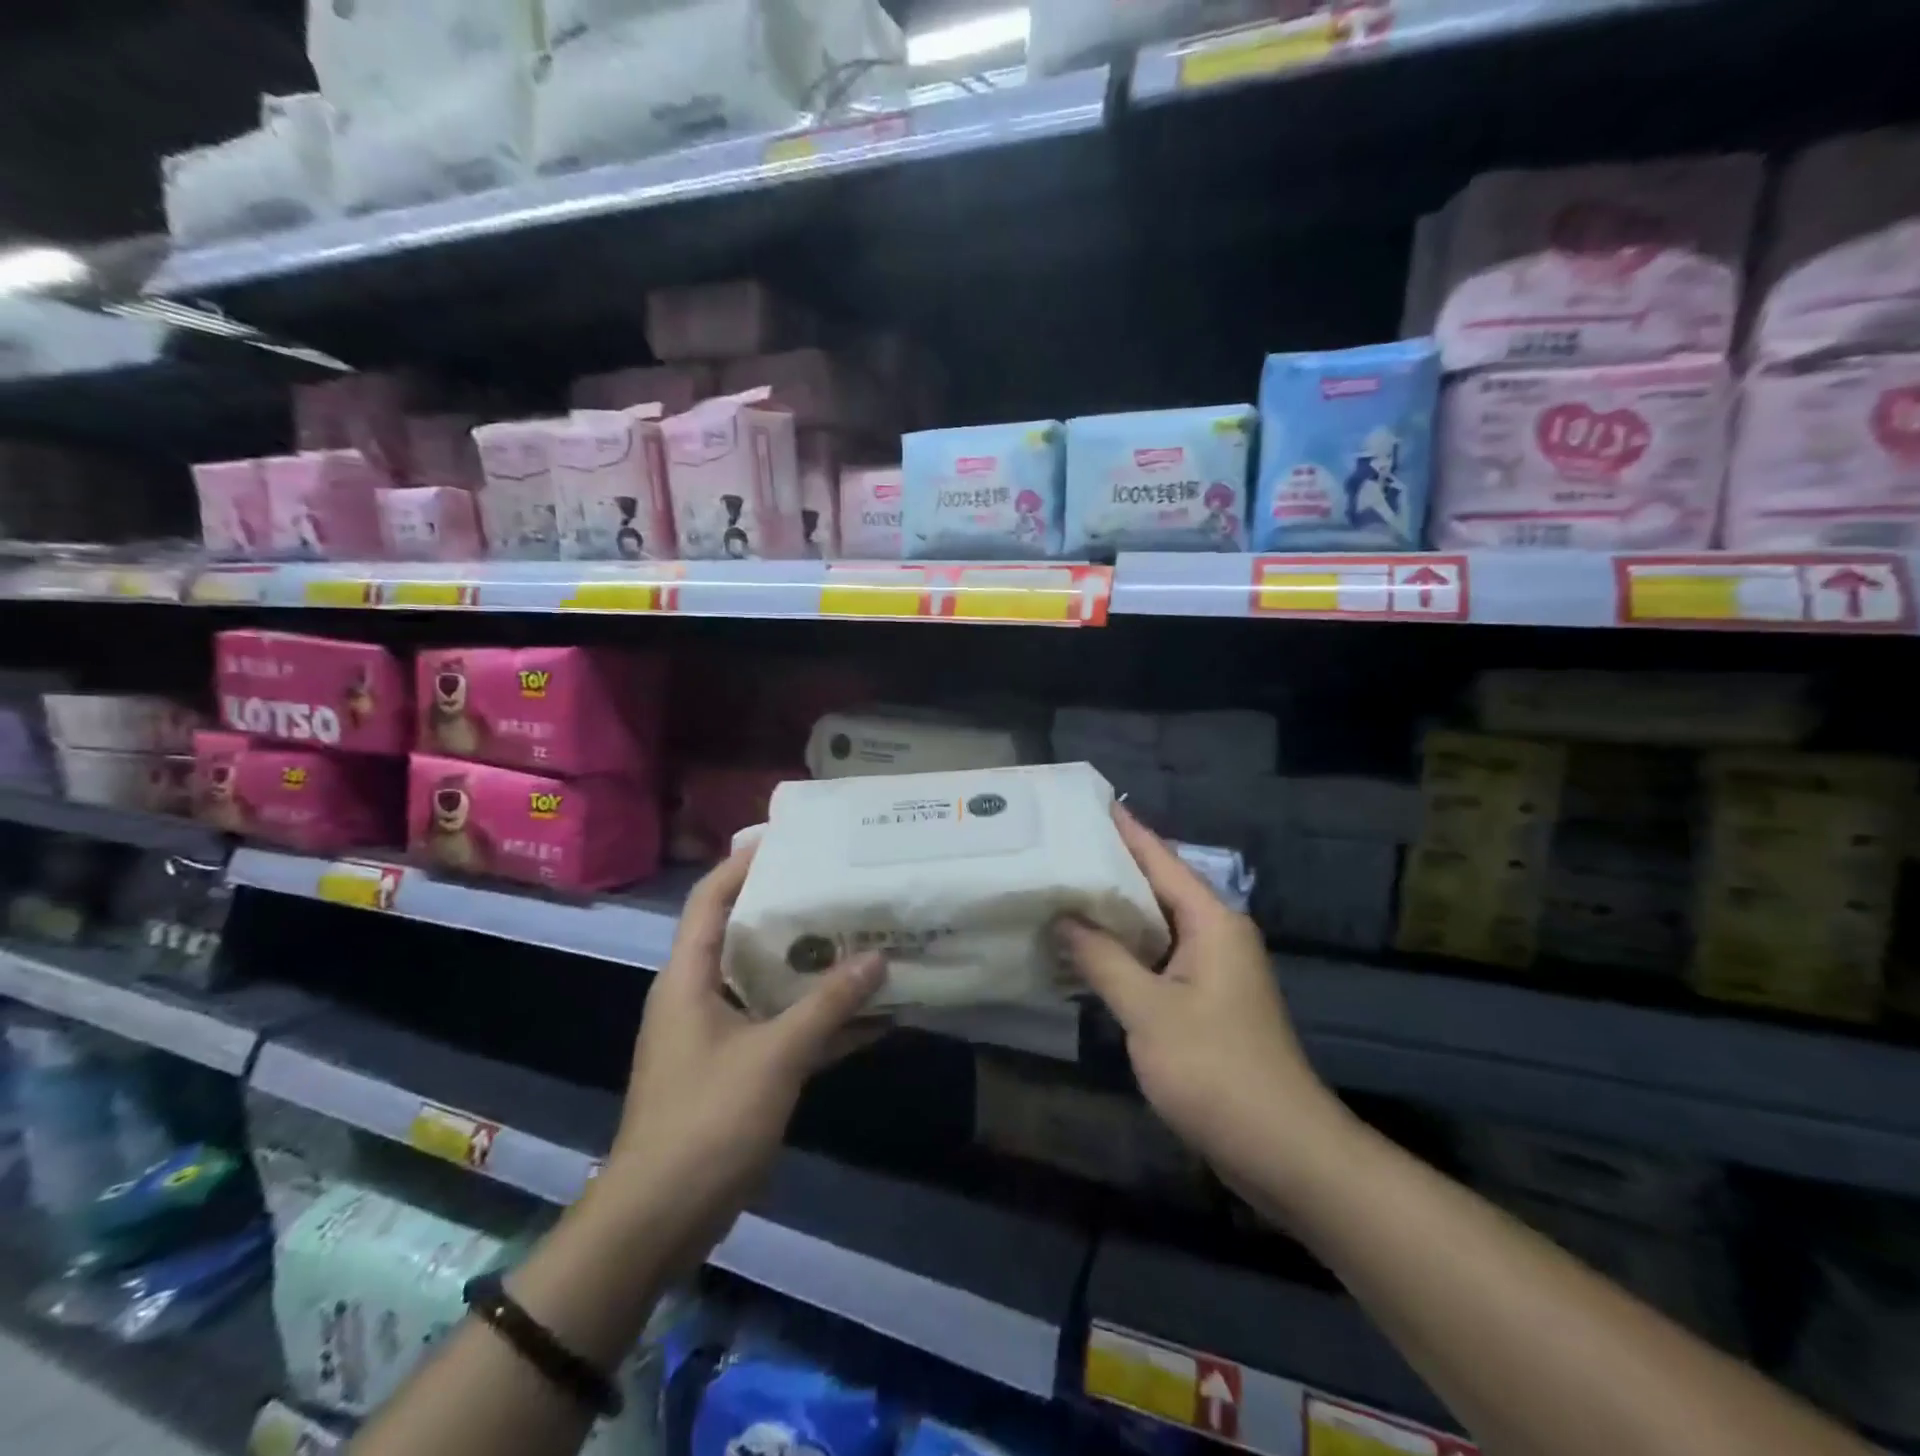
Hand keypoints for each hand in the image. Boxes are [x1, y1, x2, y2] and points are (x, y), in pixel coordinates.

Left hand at [600, 845, 886, 1254]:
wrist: (658, 1223)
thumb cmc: (705, 1121)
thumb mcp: (774, 1056)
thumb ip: (827, 1006)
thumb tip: (878, 958)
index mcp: (689, 977)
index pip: (711, 898)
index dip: (745, 862)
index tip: (791, 839)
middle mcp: (700, 995)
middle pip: (745, 934)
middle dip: (793, 911)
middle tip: (842, 885)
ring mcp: (718, 1035)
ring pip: (770, 983)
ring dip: (813, 968)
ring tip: (864, 937)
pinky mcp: (737, 1070)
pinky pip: (782, 1027)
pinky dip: (818, 1020)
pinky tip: (868, 1015)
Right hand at [1056, 807, 1345, 1190]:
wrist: (1283, 1150)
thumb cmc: (1217, 1070)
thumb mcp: (1149, 1011)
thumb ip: (1103, 959)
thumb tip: (1063, 917)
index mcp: (1211, 921)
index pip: (1160, 858)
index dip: (1124, 829)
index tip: (1086, 802)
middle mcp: (1215, 934)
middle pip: (1156, 886)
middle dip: (1109, 868)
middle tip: (1057, 847)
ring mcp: (1211, 970)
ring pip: (1154, 925)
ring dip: (1112, 913)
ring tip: (1060, 891)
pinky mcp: (1204, 1002)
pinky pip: (1157, 959)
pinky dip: (1122, 951)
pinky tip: (1085, 951)